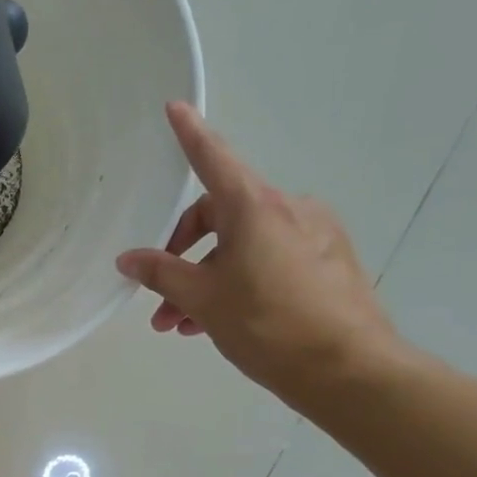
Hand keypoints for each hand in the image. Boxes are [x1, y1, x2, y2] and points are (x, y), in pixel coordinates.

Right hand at [116, 103, 400, 406]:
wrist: (347, 369)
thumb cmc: (267, 325)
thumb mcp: (203, 299)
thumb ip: (161, 274)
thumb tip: (129, 258)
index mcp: (256, 207)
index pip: (213, 160)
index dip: (190, 135)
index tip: (175, 107)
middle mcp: (289, 209)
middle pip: (220, 215)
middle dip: (183, 255)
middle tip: (160, 300)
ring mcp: (314, 234)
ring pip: (242, 246)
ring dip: (206, 279)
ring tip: (183, 324)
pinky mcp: (328, 261)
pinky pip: (269, 260)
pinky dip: (238, 282)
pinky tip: (220, 323)